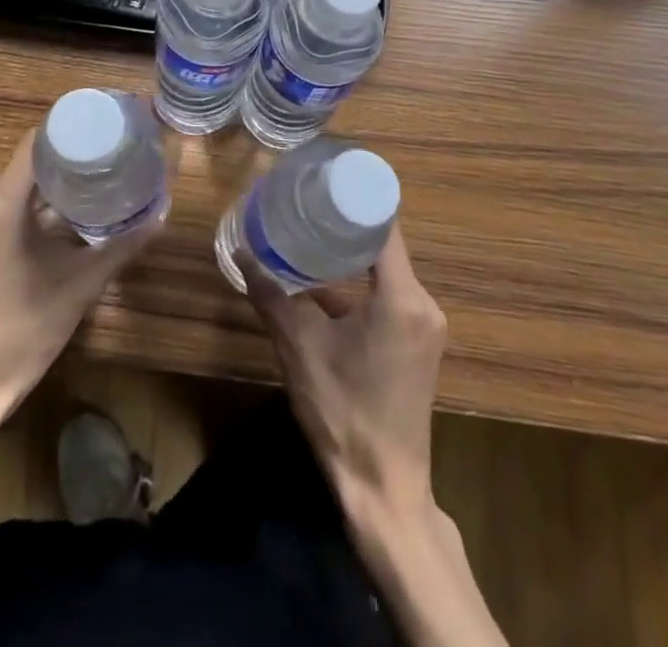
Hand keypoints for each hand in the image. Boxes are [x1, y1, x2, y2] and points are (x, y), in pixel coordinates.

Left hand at [0, 130, 162, 433]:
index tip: (107, 124)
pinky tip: (74, 211)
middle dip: (71, 152)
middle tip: (114, 149)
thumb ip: (121, 247)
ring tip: (101, 174)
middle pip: (31, 159)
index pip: (37, 141)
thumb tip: (161, 215)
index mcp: (2, 203)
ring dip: (57, 178)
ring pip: (22, 183)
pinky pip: (12, 205)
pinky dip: (42, 201)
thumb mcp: (79, 286)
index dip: (71, 127)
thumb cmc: (21, 332)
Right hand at [245, 225, 446, 516]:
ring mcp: (426, 325)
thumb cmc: (342, 413)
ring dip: (353, 251)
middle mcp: (424, 304)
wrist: (383, 490)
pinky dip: (362, 280)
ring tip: (311, 229)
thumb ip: (270, 295)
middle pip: (386, 243)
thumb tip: (241, 253)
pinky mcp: (420, 343)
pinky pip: (392, 292)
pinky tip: (327, 277)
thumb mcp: (299, 349)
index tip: (323, 177)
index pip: (384, 225)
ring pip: (388, 269)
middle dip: (346, 221)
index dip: (355, 197)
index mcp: (402, 298)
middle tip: (307, 200)